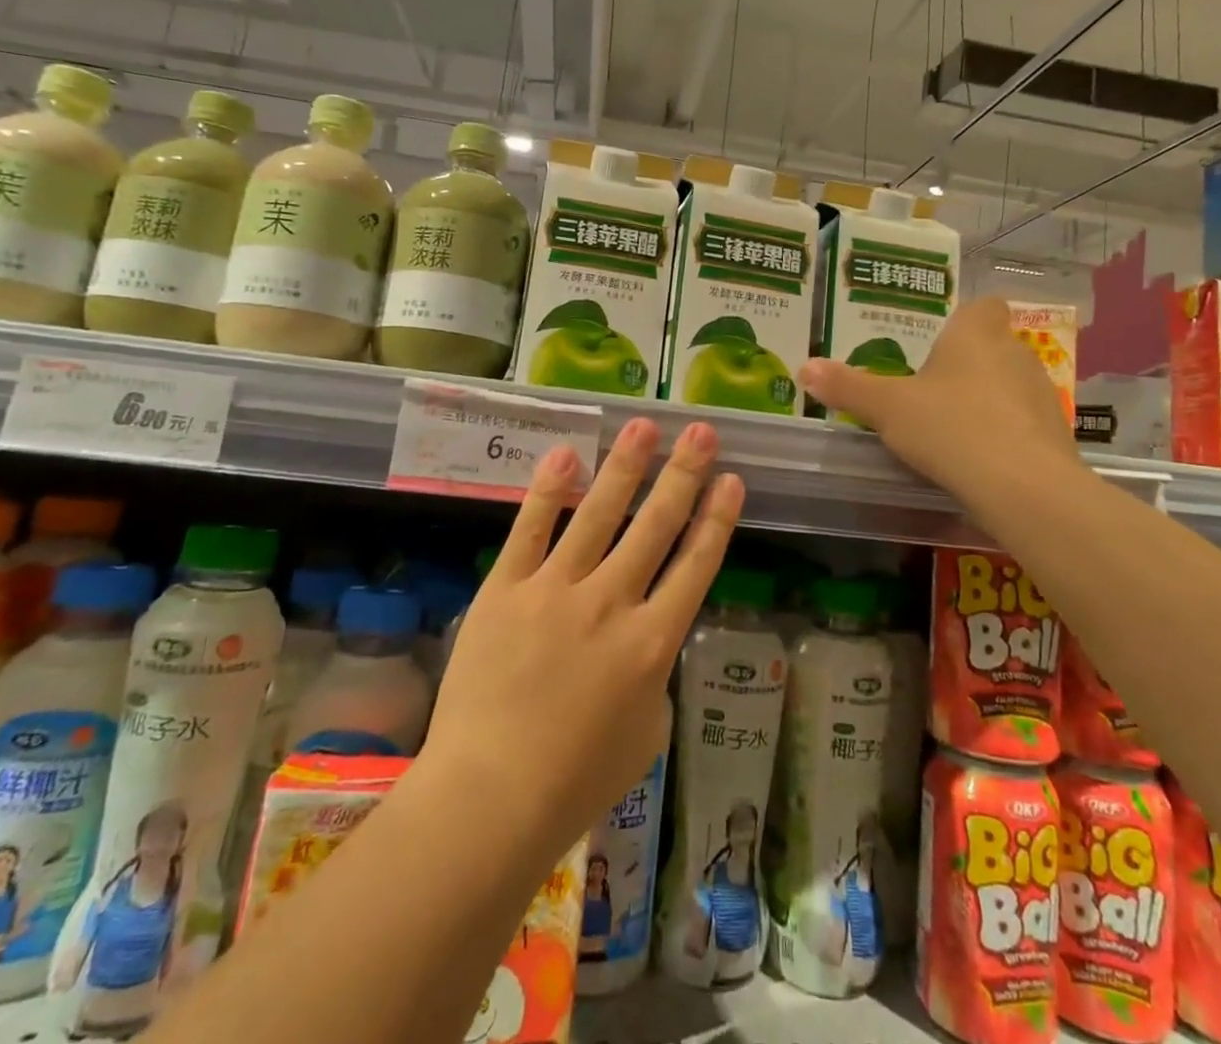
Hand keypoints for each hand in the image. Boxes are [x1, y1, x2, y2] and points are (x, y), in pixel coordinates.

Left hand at [422, 418, 743, 861]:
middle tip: (701, 430)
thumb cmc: (576, 781)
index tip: (731, 479)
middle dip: (683, 473)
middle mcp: (611, 603)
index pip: (696, 565)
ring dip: (624, 466)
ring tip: (643, 424)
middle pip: (655, 526)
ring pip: (598, 514)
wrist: (489, 797)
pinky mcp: (506, 588)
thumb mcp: (646, 734)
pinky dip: (548, 491)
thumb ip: (653, 675)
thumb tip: (644, 637)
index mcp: (652, 642)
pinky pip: (530, 529)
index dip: (717, 518)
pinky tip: (565, 455)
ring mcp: (555, 590)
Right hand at [796, 295, 1085, 501]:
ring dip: (987, 400)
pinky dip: (1005, 434)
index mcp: (976, 335)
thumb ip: (847, 386)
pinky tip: (980, 459)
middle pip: (992, 347)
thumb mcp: (887, 408)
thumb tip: (804, 367)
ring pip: (1010, 385)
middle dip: (966, 365)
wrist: (1023, 488)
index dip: (964, 319)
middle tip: (930, 392)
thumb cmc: (950, 428)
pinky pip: (1023, 423)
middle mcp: (1015, 354)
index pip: (983, 306)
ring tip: (952, 429)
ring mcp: (1041, 393)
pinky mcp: (1056, 433)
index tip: (939, 343)